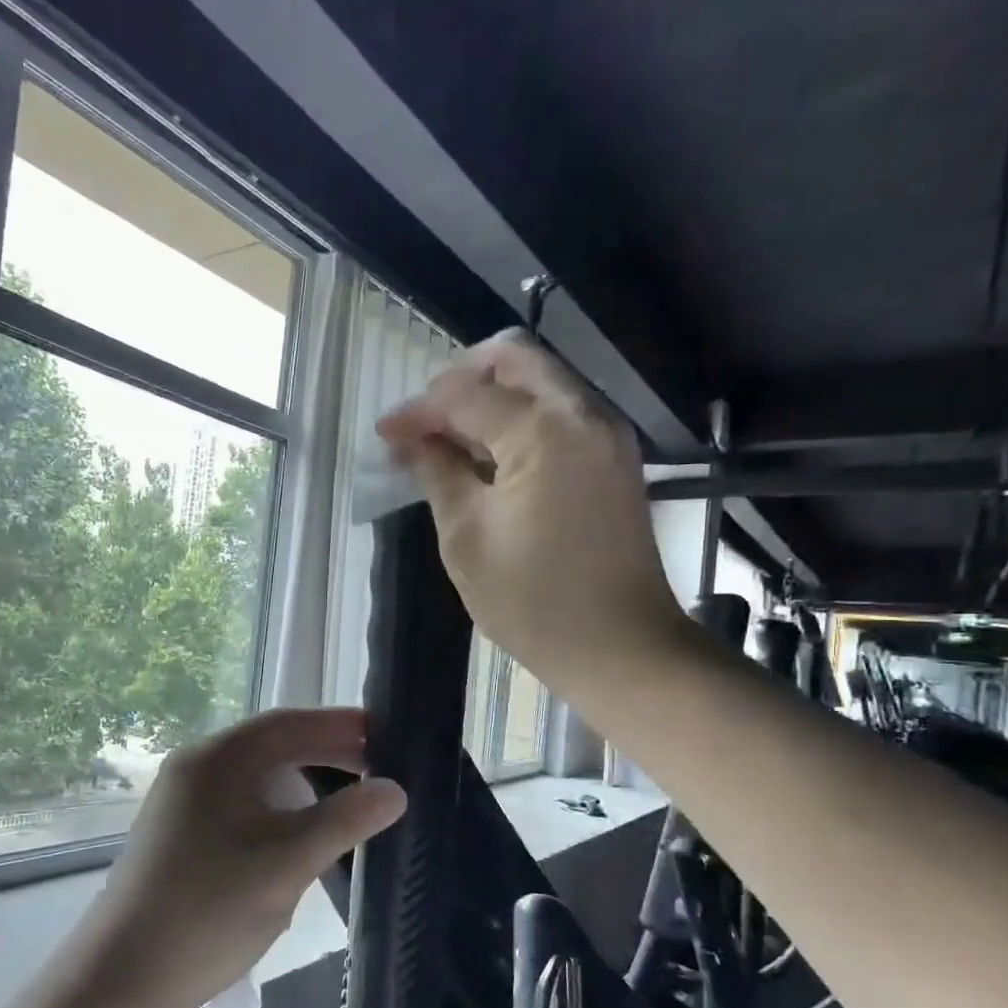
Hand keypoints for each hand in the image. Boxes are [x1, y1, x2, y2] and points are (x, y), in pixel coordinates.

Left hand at [90, 709, 405, 1007]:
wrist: (122, 980)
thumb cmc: (209, 910)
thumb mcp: (287, 862)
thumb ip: (344, 820)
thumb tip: (394, 790)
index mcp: (216, 759)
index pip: (287, 723)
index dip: (338, 724)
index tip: (385, 734)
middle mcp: (195, 768)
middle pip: (271, 746)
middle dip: (324, 751)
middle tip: (376, 767)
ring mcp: (183, 803)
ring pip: (256, 777)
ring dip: (302, 781)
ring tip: (346, 797)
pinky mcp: (181, 835)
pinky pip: (241, 804)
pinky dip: (279, 807)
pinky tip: (300, 832)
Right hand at [376, 328, 686, 700]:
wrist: (621, 648)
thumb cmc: (533, 601)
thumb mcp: (467, 537)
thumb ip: (437, 473)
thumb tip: (408, 438)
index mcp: (543, 431)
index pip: (467, 394)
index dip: (419, 410)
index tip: (386, 434)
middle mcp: (583, 415)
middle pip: (515, 360)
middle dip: (460, 379)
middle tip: (424, 422)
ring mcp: (607, 435)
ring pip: (542, 382)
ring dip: (492, 398)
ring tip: (449, 442)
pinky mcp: (615, 460)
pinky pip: (561, 414)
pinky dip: (520, 421)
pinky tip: (490, 458)